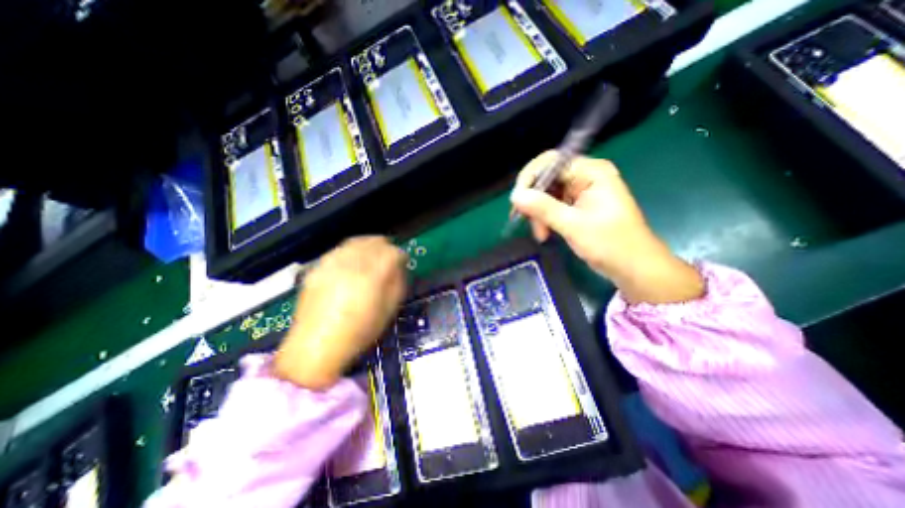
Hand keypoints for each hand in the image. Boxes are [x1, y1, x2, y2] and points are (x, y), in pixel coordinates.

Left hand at [272, 235, 406, 388]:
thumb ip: (397, 283)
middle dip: (385, 247)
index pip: (392, 252)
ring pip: (356, 241)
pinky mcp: (317, 267)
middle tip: (390, 256)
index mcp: (371, 276)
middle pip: (374, 241)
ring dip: (369, 245)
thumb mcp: (389, 310)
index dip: (400, 255)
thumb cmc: (359, 332)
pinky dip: (351, 250)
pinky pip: (339, 249)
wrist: (315, 347)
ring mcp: (331, 263)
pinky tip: (352, 261)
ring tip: (372, 255)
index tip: (403, 262)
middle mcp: (351, 264)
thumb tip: (398, 267)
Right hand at [513, 151, 701, 305]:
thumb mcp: (574, 225)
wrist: (634, 268)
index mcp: (591, 172)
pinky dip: (544, 219)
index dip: (530, 177)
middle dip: (533, 200)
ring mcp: (580, 192)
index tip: (517, 200)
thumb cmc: (611, 244)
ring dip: (537, 213)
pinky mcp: (576, 206)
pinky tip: (545, 233)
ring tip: (540, 234)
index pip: (551, 162)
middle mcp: (585, 176)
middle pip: (546, 178)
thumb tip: (515, 196)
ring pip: (546, 194)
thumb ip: (543, 208)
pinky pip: (551, 206)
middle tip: (525, 220)